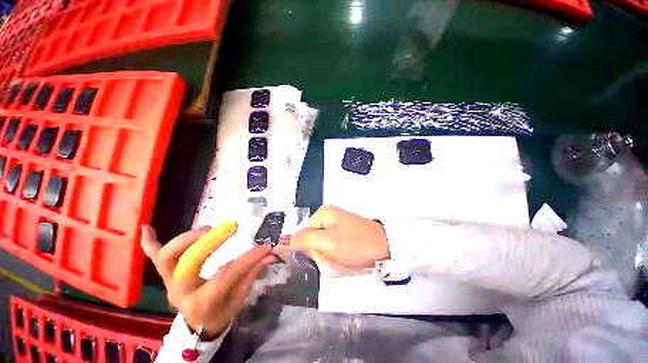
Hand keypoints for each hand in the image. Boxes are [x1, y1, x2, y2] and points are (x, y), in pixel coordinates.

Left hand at [141, 225, 273, 338]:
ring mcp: (169, 282)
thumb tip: (270, 254)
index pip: (226, 274)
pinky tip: (147, 227)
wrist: (197, 325)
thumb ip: (252, 273)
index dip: (247, 258)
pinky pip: (153, 257)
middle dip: (208, 243)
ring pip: (166, 258)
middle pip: (186, 264)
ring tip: (206, 228)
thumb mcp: (239, 298)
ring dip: (185, 239)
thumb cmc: (220, 312)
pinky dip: (149, 242)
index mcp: (203, 301)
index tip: (264, 246)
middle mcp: (181, 291)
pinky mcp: (165, 275)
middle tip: (227, 228)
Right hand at [279, 206, 388, 268]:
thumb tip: (279, 240)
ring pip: (323, 248)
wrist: (386, 247)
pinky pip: (333, 249)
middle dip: (322, 255)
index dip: (311, 249)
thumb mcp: (327, 242)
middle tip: (336, 259)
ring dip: (330, 258)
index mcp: (322, 213)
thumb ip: (303, 240)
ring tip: (345, 260)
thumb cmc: (355, 244)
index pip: (303, 235)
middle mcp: (328, 217)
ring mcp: (337, 225)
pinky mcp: (344, 234)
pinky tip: (348, 259)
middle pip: (313, 242)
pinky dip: (338, 258)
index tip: (324, 255)